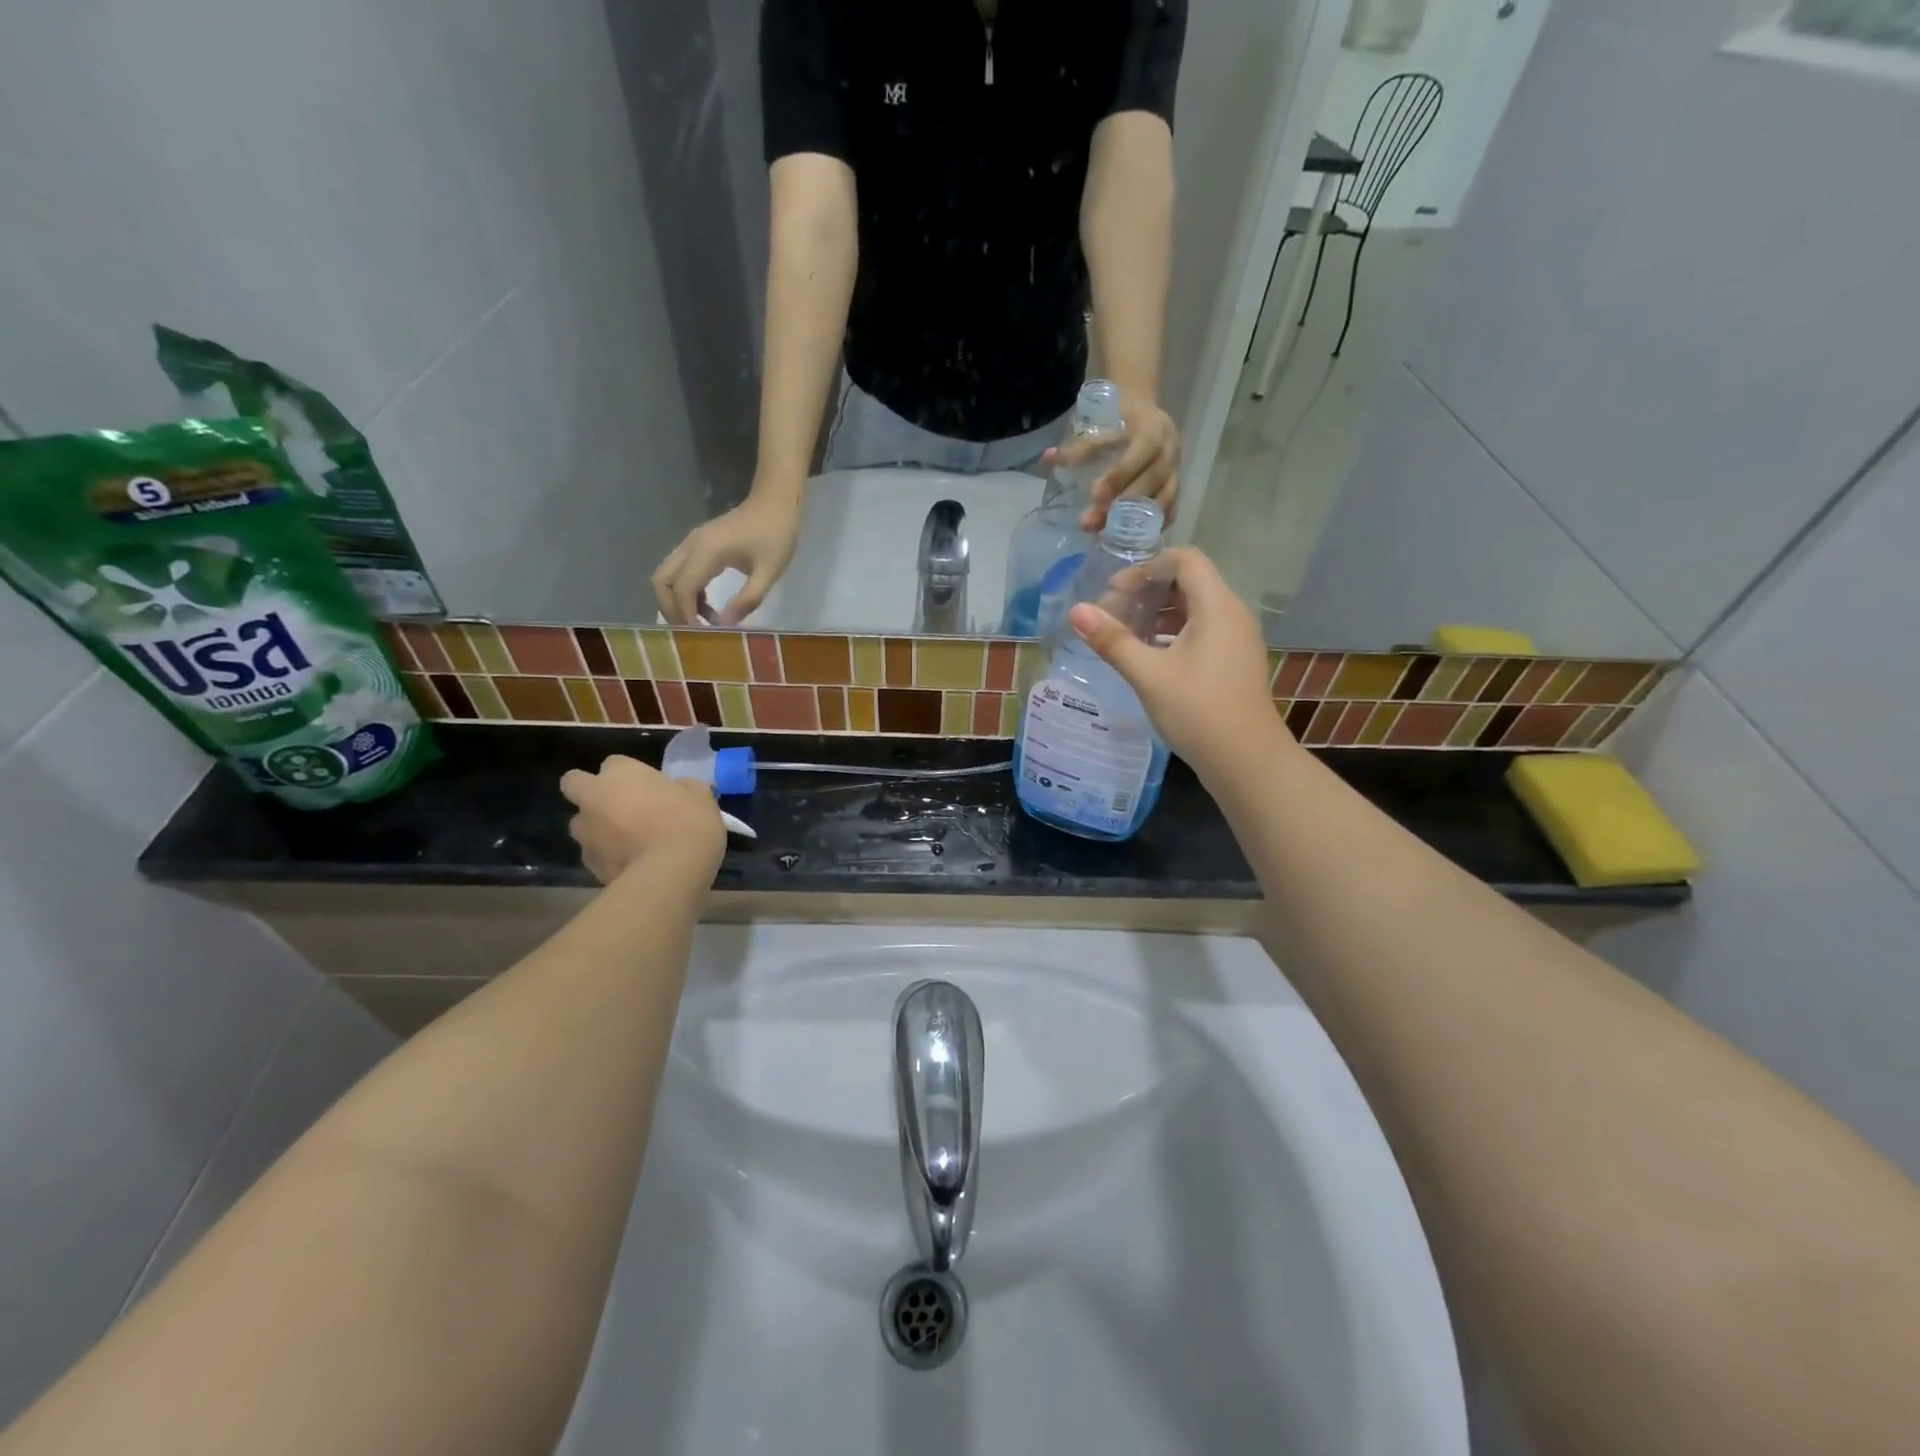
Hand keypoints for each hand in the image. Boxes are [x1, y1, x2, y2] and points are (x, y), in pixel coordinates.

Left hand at [560, 755, 726, 884]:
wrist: (670, 872)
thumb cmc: (688, 822)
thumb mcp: (700, 796)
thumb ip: (686, 788)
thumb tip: (684, 788)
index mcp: (621, 773)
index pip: (614, 763)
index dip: (629, 774)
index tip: (649, 787)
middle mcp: (594, 797)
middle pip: (575, 784)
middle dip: (590, 792)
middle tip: (620, 806)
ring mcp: (587, 833)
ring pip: (582, 823)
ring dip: (598, 828)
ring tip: (628, 841)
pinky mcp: (589, 864)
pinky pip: (594, 854)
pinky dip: (607, 857)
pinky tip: (632, 865)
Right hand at [651, 490, 801, 625]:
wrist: (776, 501)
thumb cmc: (776, 534)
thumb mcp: (769, 572)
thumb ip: (747, 599)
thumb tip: (724, 625)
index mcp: (706, 552)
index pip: (682, 590)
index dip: (686, 616)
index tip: (700, 637)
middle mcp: (690, 546)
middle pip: (661, 582)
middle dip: (671, 610)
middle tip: (693, 633)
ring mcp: (692, 544)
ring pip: (667, 577)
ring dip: (677, 602)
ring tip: (704, 623)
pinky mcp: (698, 546)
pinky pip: (679, 572)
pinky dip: (686, 593)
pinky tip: (708, 608)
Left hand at [1042, 392, 1179, 531]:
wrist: (1145, 414)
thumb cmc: (1119, 420)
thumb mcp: (1100, 426)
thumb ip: (1077, 446)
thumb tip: (1048, 459)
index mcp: (1154, 430)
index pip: (1141, 453)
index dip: (1120, 475)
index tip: (1095, 496)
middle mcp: (1170, 452)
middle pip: (1151, 482)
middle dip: (1121, 505)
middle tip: (1089, 523)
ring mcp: (1176, 472)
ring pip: (1163, 501)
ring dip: (1134, 522)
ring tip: (1104, 535)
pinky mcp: (1176, 489)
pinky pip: (1170, 512)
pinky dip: (1150, 527)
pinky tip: (1127, 538)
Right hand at [1066, 546, 1280, 776]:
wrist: (1246, 761)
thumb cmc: (1198, 711)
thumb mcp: (1148, 674)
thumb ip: (1112, 640)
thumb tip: (1076, 611)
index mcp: (1217, 606)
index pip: (1185, 560)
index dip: (1147, 567)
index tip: (1115, 591)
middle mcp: (1232, 614)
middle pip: (1188, 582)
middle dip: (1147, 591)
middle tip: (1112, 613)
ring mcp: (1235, 640)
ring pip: (1194, 610)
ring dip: (1157, 614)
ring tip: (1124, 635)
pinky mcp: (1232, 662)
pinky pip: (1201, 632)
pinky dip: (1172, 634)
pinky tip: (1148, 657)